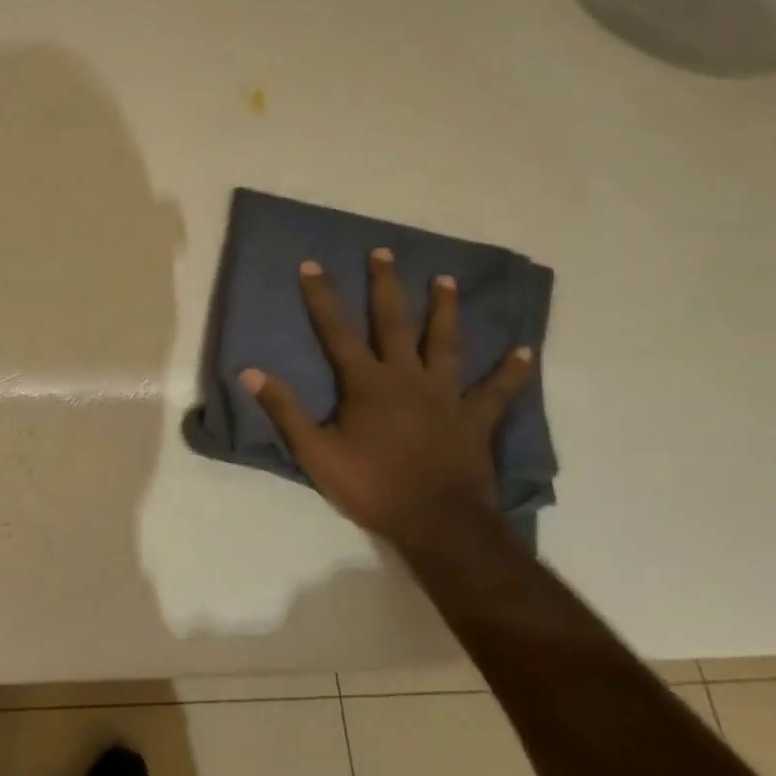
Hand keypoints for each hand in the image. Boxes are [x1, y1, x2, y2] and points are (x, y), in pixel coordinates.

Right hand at [239, 251, 534, 541]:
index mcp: (366, 383)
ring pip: (445, 343)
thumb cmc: (372, 486)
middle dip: (386, 286)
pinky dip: (511, 372)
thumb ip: (285, 410)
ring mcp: (445, 395)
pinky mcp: (474, 418)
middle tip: (385, 252)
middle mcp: (407, 377)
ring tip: (446, 279)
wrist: (437, 523)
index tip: (312, 265)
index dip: (322, 297)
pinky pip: (496, 391)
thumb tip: (249, 371)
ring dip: (445, 310)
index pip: (336, 331)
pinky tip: (525, 351)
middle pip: (394, 322)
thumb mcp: (315, 452)